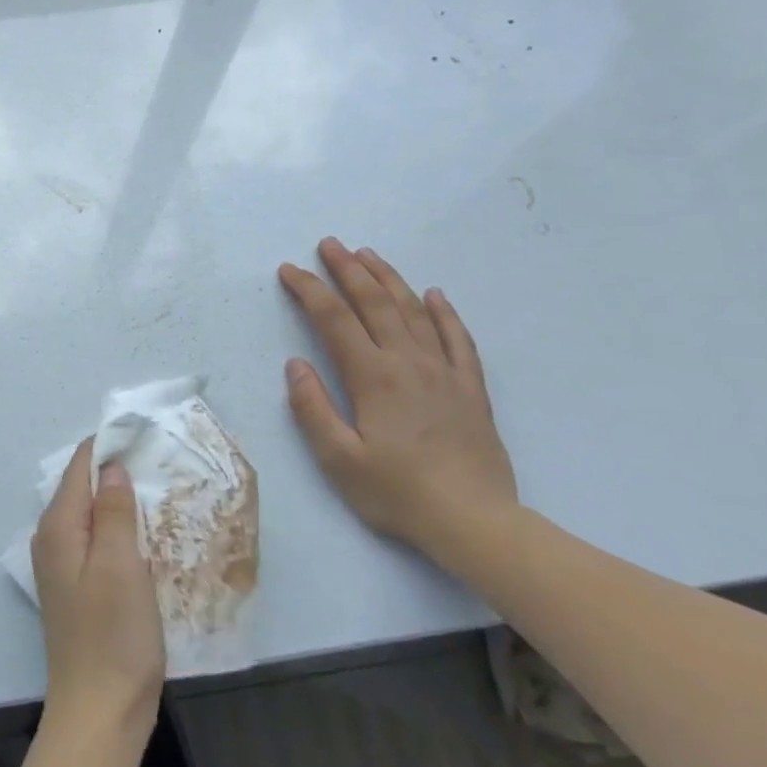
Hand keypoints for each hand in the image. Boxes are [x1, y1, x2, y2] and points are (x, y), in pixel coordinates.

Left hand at [32, 438, 165, 738]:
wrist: (100, 712)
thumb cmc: (114, 635)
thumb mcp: (120, 564)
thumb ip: (113, 510)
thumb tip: (110, 467)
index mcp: (58, 526)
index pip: (78, 466)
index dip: (107, 446)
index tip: (143, 432)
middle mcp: (52, 539)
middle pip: (81, 488)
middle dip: (115, 471)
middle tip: (157, 459)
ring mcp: (62, 565)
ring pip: (90, 515)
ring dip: (118, 501)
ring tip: (157, 489)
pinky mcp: (77, 588)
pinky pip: (95, 541)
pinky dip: (117, 529)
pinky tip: (143, 535)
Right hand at [277, 238, 518, 558]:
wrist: (476, 522)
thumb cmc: (398, 492)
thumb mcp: (339, 459)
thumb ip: (312, 408)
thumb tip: (296, 365)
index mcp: (373, 376)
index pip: (334, 319)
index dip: (309, 290)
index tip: (289, 271)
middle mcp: (409, 362)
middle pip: (375, 303)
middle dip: (348, 269)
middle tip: (329, 244)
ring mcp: (445, 372)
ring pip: (415, 311)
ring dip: (389, 279)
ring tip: (369, 254)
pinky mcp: (470, 389)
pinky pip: (459, 339)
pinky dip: (445, 313)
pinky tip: (435, 295)